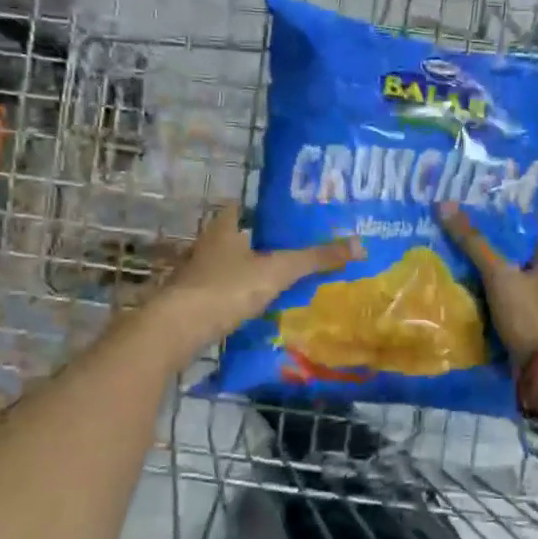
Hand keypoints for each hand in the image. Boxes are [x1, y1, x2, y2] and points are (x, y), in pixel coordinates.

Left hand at [143, 206, 360, 358]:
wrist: (177, 329)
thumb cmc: (227, 289)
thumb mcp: (278, 272)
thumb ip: (315, 259)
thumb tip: (360, 244)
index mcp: (223, 231)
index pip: (237, 209)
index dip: (255, 209)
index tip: (278, 216)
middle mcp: (204, 248)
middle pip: (231, 239)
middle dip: (254, 244)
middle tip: (284, 251)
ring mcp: (192, 277)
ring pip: (222, 268)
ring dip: (242, 273)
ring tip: (273, 282)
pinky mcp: (187, 304)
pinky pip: (216, 295)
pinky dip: (232, 299)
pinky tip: (249, 310)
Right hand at [437, 203, 537, 364]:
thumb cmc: (527, 315)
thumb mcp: (498, 274)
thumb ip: (474, 243)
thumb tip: (445, 204)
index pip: (535, 239)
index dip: (514, 230)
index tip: (489, 223)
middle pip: (523, 267)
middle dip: (500, 261)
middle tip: (467, 251)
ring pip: (516, 293)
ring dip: (496, 289)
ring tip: (462, 279)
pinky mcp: (532, 336)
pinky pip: (510, 318)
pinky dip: (494, 314)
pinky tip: (472, 312)